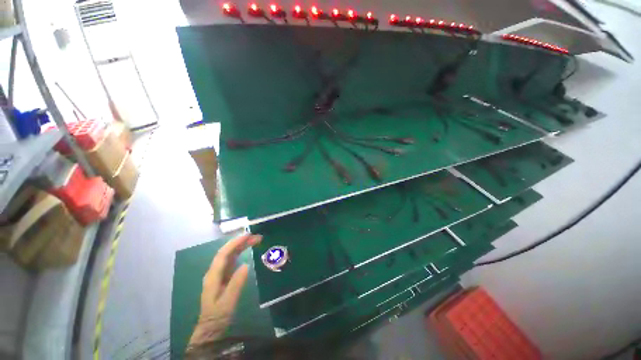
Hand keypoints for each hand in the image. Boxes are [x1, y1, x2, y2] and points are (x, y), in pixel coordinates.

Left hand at [188, 234, 262, 347]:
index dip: (235, 243)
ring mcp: (218, 274)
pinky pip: (232, 260)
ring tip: (255, 241)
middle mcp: (214, 271)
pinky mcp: (223, 277)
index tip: (248, 235)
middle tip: (257, 237)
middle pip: (227, 252)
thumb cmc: (218, 316)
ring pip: (229, 255)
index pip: (223, 254)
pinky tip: (247, 251)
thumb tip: (246, 265)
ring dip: (241, 246)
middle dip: (240, 242)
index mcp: (213, 276)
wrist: (211, 328)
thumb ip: (236, 283)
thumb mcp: (228, 302)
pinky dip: (240, 253)